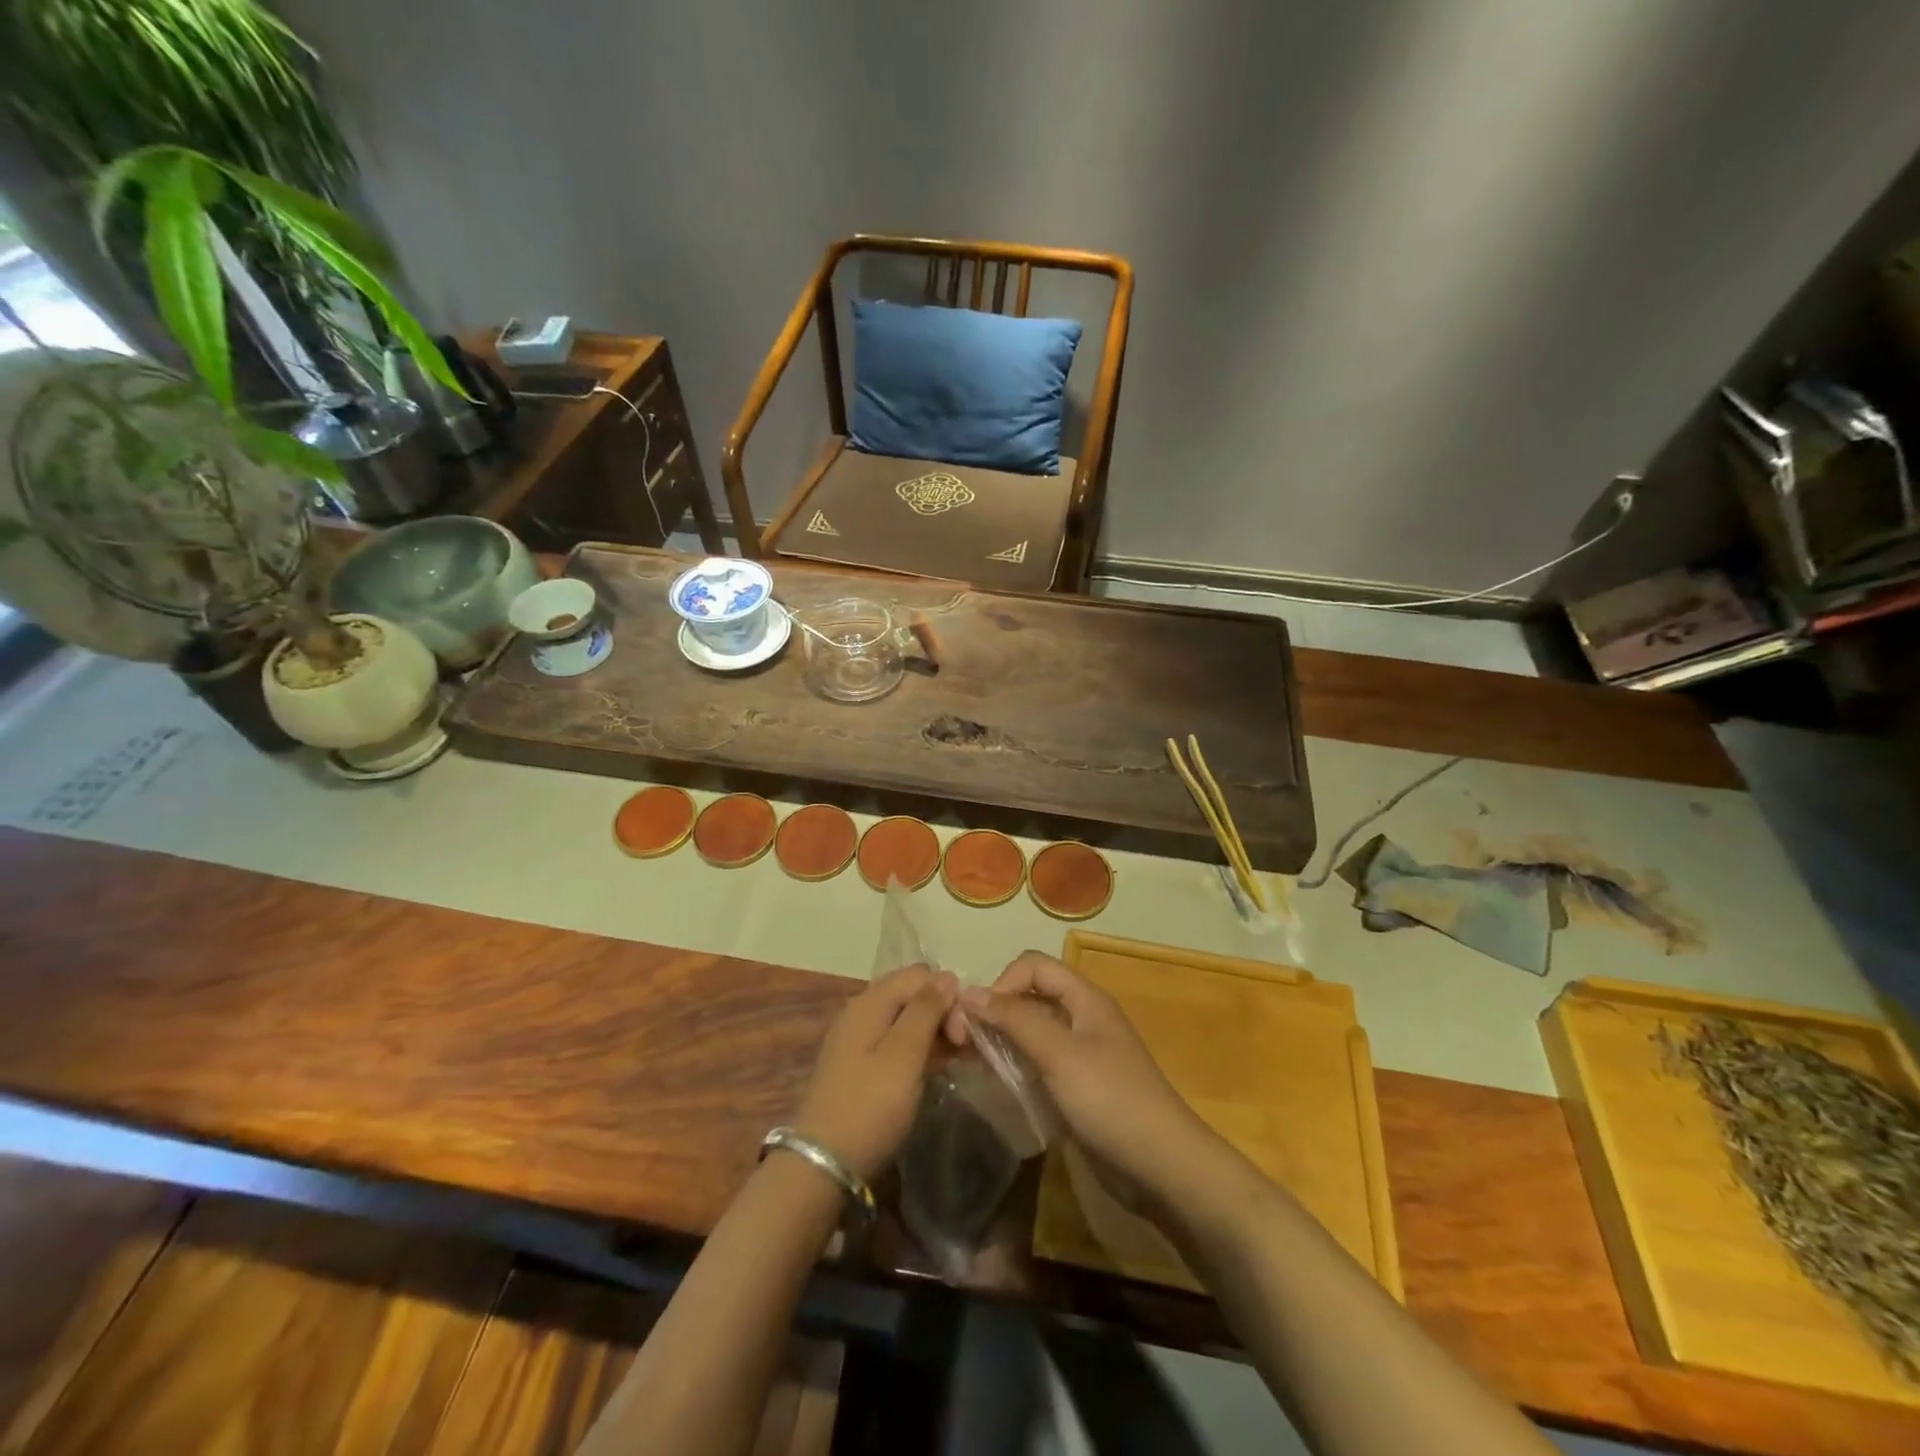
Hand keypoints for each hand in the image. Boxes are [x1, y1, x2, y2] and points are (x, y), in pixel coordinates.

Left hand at [791, 964, 956, 1183]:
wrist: (822, 1166)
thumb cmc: (869, 1106)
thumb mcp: (903, 1055)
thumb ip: (926, 1011)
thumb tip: (947, 975)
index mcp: (870, 1002)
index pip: (920, 975)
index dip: (947, 996)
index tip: (963, 1034)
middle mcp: (862, 1012)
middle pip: (912, 995)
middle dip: (943, 1014)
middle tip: (965, 1050)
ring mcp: (858, 1041)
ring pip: (906, 1021)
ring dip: (934, 1034)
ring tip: (959, 1061)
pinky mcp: (860, 1067)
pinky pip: (897, 1044)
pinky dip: (919, 1051)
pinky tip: (937, 1070)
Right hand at [952, 952, 1224, 1209]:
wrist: (1161, 1166)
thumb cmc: (1111, 1100)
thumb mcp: (1060, 1054)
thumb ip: (1015, 1020)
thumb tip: (968, 992)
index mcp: (1084, 999)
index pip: (1033, 966)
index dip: (1003, 983)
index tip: (980, 1019)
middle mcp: (1081, 1018)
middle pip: (1029, 996)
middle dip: (995, 1012)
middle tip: (964, 1044)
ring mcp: (1080, 1053)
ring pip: (1030, 1030)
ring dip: (1001, 1040)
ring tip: (971, 1063)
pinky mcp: (1076, 1085)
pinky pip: (1037, 1062)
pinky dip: (1014, 1065)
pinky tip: (996, 1084)